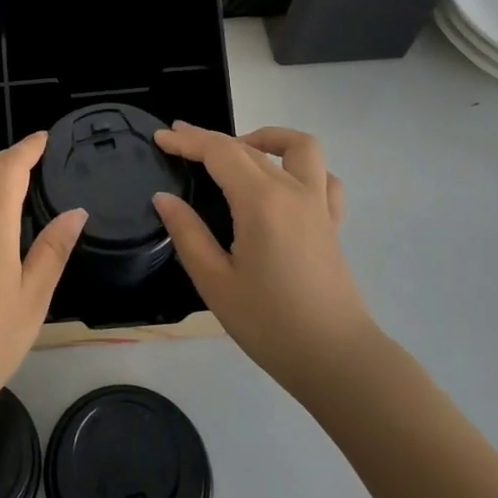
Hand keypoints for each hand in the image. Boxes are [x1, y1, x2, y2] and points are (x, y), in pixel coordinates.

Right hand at [152, 123, 374, 398]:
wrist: (337, 360)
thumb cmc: (270, 324)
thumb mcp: (215, 282)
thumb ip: (187, 233)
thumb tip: (164, 198)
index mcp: (261, 201)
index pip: (219, 152)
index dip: (187, 141)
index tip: (160, 137)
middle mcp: (293, 191)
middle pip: (248, 147)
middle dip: (210, 138)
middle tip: (178, 140)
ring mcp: (319, 205)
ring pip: (300, 147)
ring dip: (267, 138)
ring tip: (239, 149)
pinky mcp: (333, 224)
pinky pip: (324, 178)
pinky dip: (301, 168)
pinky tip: (282, 182)